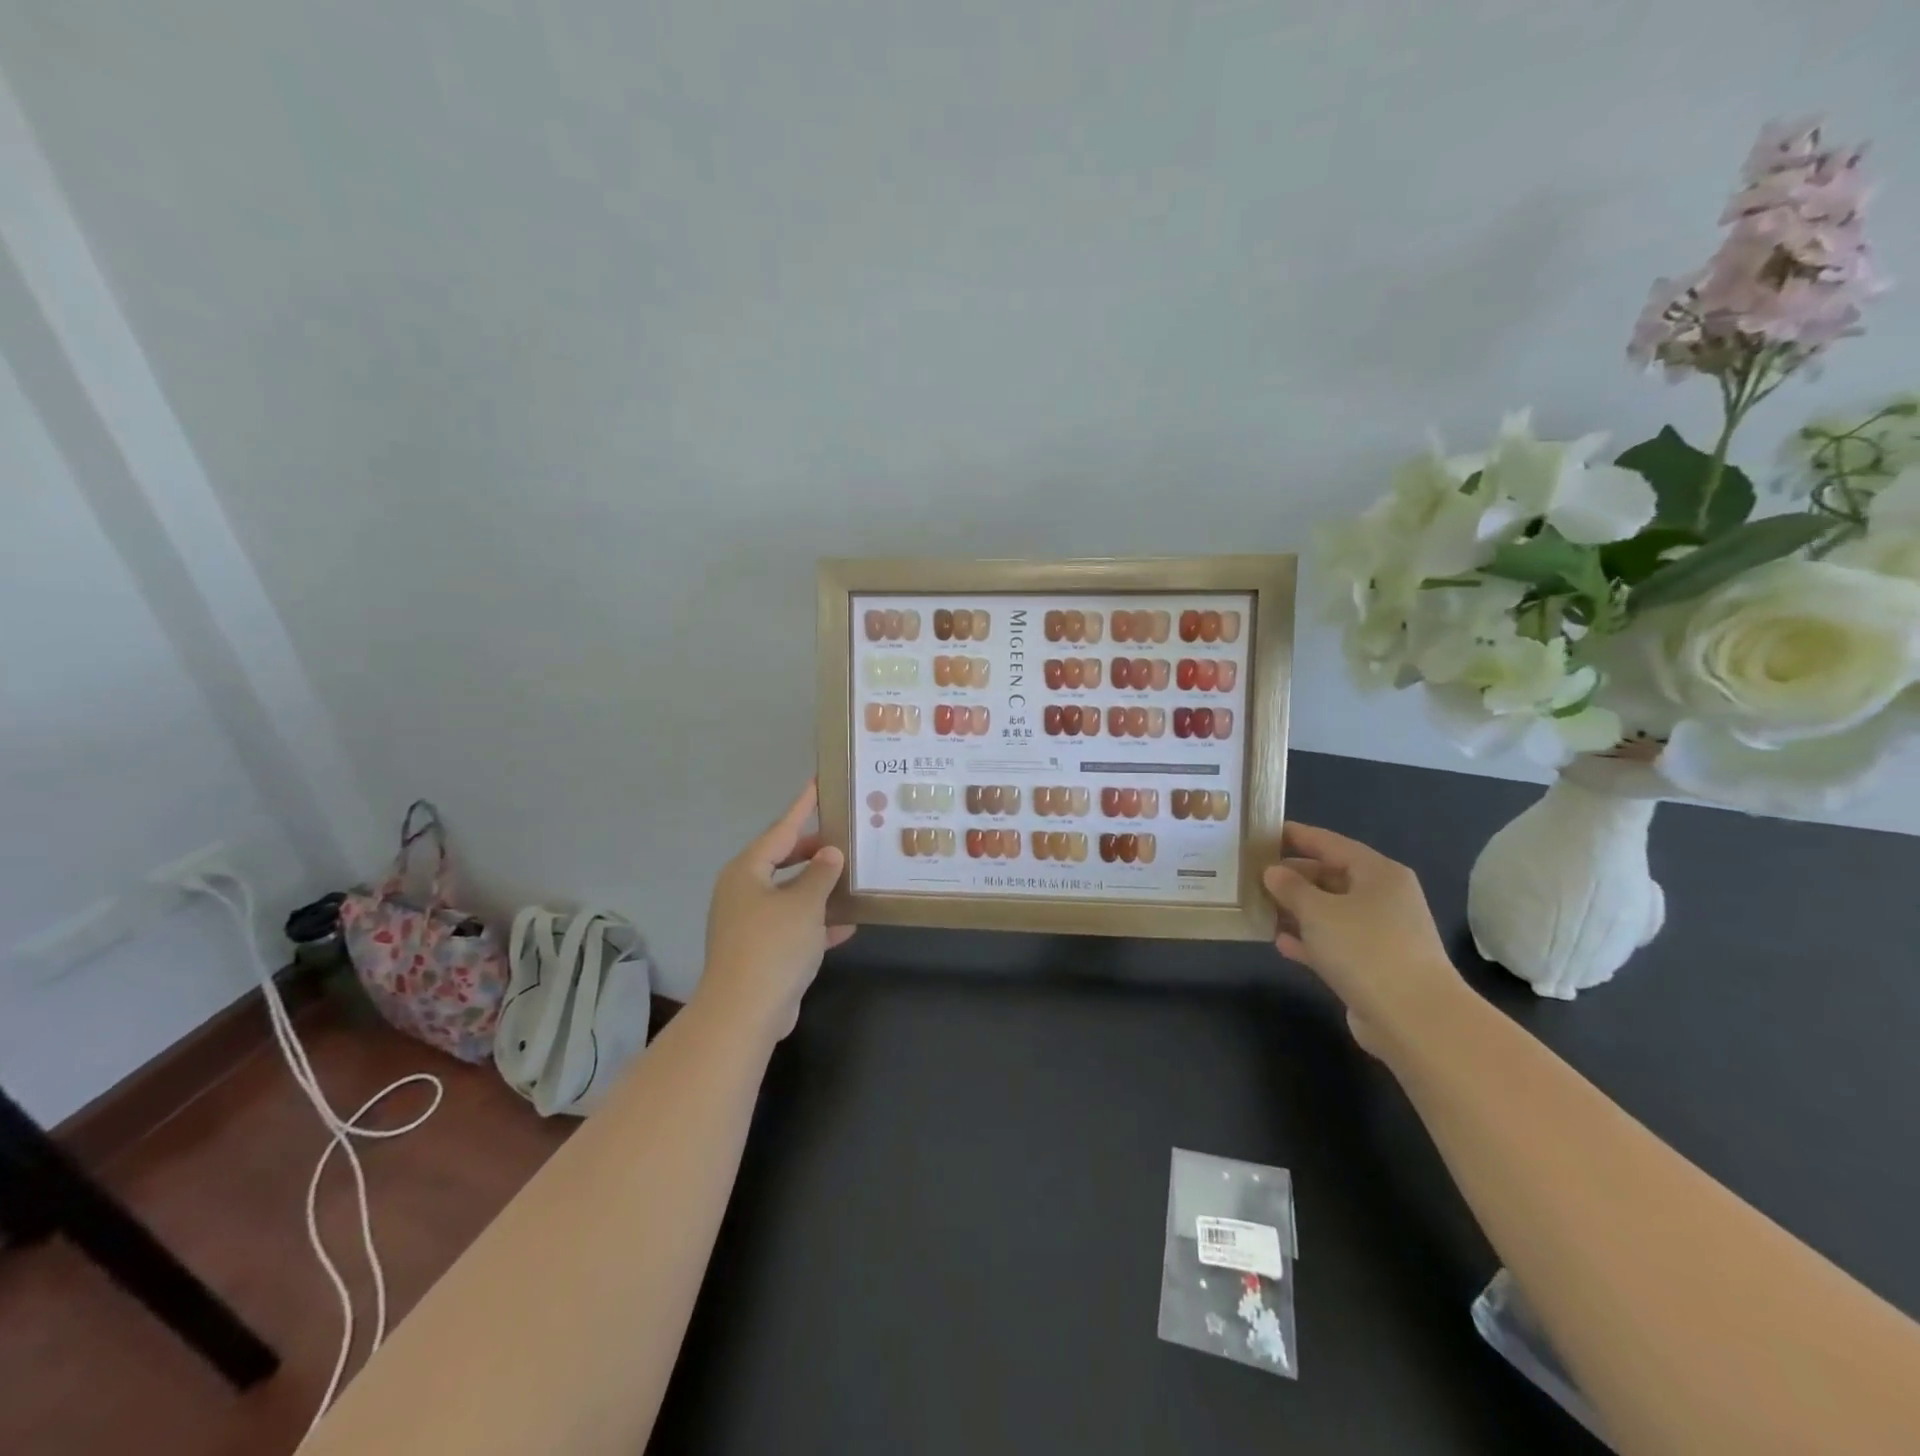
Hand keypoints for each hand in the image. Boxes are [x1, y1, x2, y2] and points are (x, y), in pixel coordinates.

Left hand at [696, 783, 854, 1040]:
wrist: (745, 1012)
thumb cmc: (773, 945)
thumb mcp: (805, 903)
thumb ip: (821, 874)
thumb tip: (830, 853)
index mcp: (747, 872)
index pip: (780, 830)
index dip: (802, 808)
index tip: (817, 785)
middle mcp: (743, 892)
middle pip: (783, 861)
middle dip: (814, 852)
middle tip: (845, 837)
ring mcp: (750, 923)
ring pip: (790, 894)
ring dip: (819, 888)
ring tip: (852, 875)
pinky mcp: (760, 951)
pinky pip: (793, 925)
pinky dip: (817, 922)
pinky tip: (848, 923)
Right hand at [1262, 821, 1462, 1053]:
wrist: (1414, 1019)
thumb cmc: (1365, 949)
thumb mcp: (1318, 911)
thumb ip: (1291, 887)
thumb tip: (1273, 871)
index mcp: (1377, 873)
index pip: (1329, 843)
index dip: (1295, 836)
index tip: (1261, 832)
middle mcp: (1382, 898)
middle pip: (1329, 876)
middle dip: (1291, 876)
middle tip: (1250, 873)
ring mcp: (1379, 934)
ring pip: (1330, 912)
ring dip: (1296, 910)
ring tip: (1258, 906)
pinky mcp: (1372, 966)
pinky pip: (1333, 943)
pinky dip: (1308, 940)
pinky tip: (1280, 942)